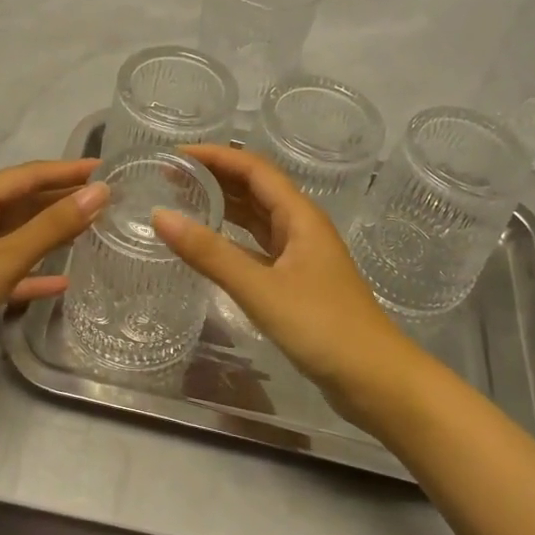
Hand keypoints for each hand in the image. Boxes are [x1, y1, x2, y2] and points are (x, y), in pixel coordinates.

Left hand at [0, 159, 107, 386]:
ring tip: (91, 233)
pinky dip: (31, 272)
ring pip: (16, 236)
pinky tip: (61, 282)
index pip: (29, 175)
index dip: (67, 172)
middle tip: (106, 203)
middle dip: (62, 202)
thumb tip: (99, 192)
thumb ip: (53, 226)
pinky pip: (6, 269)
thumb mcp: (3, 256)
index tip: (104, 170)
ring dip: (50, 235)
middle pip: (23, 203)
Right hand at [151, 146, 424, 417]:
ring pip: (257, 217)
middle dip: (215, 177)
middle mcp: (301, 227)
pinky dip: (232, 239)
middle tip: (170, 178)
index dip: (215, 156)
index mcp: (300, 216)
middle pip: (255, 188)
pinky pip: (258, 246)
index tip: (175, 155)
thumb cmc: (322, 326)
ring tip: (182, 201)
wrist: (375, 380)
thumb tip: (160, 215)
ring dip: (224, 206)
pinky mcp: (297, 281)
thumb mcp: (260, 288)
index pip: (253, 168)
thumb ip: (210, 253)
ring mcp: (300, 255)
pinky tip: (209, 246)